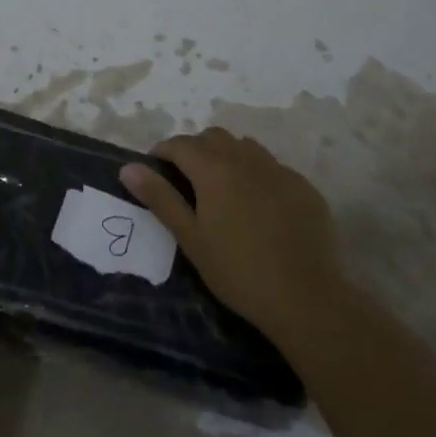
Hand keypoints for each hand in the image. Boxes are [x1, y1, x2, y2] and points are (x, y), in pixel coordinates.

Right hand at [119, 128, 339, 345]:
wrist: (307, 299)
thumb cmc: (238, 271)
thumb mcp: (191, 238)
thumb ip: (160, 198)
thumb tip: (128, 167)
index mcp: (214, 169)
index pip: (180, 144)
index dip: (163, 152)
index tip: (155, 171)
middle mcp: (246, 159)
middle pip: (213, 137)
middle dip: (195, 149)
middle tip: (187, 180)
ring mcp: (279, 171)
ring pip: (245, 146)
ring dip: (227, 156)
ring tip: (223, 188)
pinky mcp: (304, 188)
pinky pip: (273, 167)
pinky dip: (257, 174)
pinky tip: (259, 205)